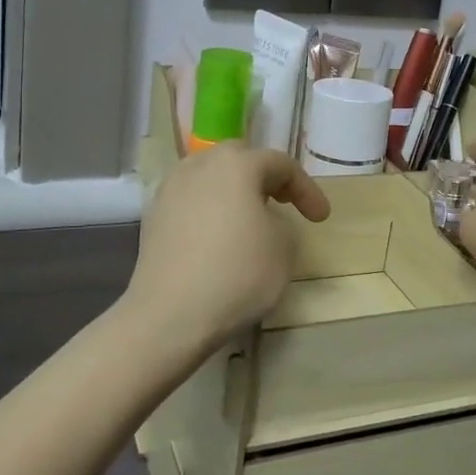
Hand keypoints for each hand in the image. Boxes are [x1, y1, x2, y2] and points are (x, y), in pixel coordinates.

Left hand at [126, 142, 329, 349]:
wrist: (170, 314)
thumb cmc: (237, 273)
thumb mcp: (283, 248)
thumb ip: (281, 222)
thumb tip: (262, 221)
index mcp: (236, 164)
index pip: (281, 164)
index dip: (307, 189)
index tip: (321, 218)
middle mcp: (200, 165)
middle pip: (240, 160)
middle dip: (265, 178)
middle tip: (283, 203)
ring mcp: (171, 189)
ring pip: (211, 178)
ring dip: (234, 192)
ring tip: (249, 219)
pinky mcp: (154, 216)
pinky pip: (192, 202)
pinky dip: (210, 211)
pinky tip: (219, 238)